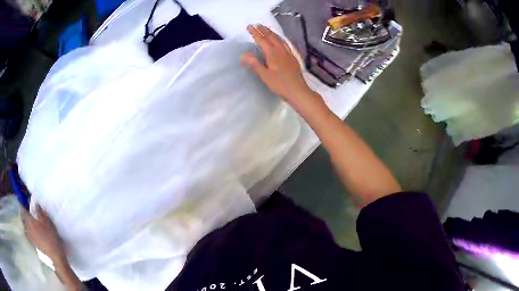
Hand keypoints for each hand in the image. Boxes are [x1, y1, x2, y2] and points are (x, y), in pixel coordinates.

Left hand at [22, 205, 65, 264]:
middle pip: (22, 219)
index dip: (23, 205)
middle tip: (27, 213)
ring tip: (30, 224)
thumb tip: (35, 203)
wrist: (56, 258)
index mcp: (29, 221)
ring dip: (26, 224)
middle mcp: (27, 228)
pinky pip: (28, 236)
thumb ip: (40, 212)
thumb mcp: (47, 222)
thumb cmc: (51, 238)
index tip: (25, 203)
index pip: (22, 210)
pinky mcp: (33, 245)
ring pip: (25, 228)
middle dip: (23, 215)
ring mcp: (30, 238)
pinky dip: (29, 233)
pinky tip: (33, 234)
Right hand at [240, 24, 321, 111]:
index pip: (262, 40)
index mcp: (272, 54)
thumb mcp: (265, 75)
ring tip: (267, 29)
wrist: (298, 91)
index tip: (249, 27)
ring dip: (272, 33)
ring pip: (279, 39)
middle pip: (271, 37)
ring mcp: (288, 53)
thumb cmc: (280, 85)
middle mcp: (281, 50)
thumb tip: (244, 54)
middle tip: (257, 25)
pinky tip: (281, 40)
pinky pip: (286, 44)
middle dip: (263, 30)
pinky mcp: (293, 58)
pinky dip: (280, 39)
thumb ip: (255, 64)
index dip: (255, 33)